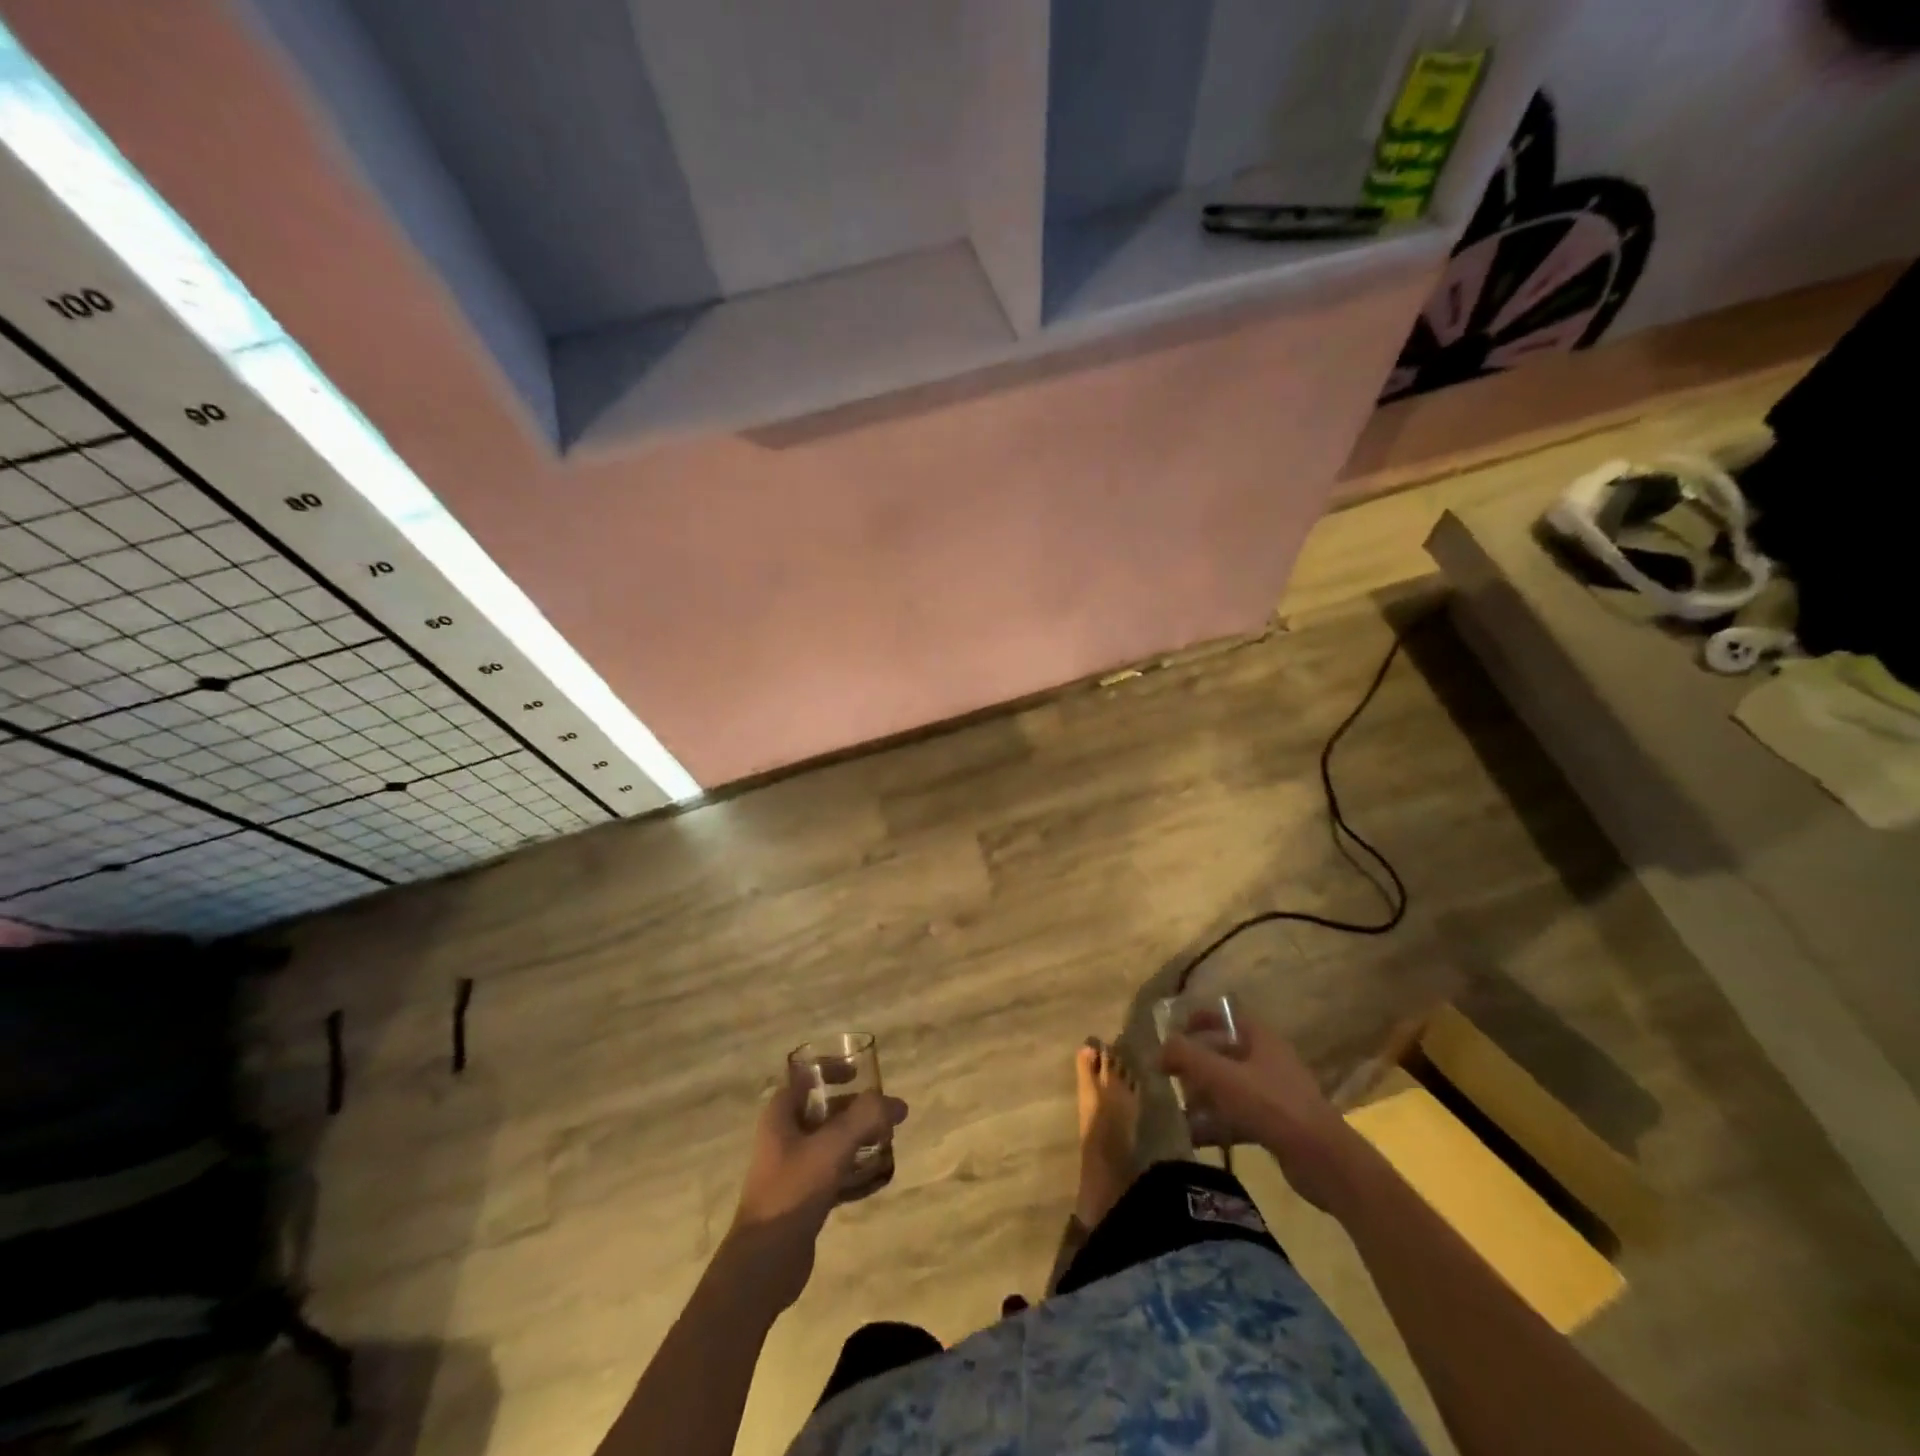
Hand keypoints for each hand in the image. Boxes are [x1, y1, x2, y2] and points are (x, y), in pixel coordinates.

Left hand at [721, 1080, 907, 1309]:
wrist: (764, 1264)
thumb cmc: (793, 1190)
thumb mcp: (833, 1146)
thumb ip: (866, 1118)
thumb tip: (897, 1104)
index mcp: (780, 1115)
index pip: (805, 1077)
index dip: (831, 1070)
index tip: (860, 1074)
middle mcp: (783, 1136)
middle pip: (823, 1110)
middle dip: (855, 1109)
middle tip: (884, 1114)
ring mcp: (791, 1169)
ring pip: (830, 1142)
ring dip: (857, 1140)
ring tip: (887, 1142)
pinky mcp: (802, 1198)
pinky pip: (832, 1173)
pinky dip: (854, 1171)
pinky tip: (878, 1178)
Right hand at [1161, 1016, 1363, 1213]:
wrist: (1324, 1161)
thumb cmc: (1271, 1105)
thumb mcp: (1221, 1076)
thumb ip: (1185, 1056)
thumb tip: (1159, 1049)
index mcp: (1261, 1039)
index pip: (1226, 1017)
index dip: (1200, 1019)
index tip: (1175, 1030)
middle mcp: (1269, 1061)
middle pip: (1225, 1053)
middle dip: (1196, 1064)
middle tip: (1170, 1075)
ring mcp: (1275, 1095)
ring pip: (1230, 1087)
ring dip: (1204, 1096)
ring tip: (1177, 1109)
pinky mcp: (1277, 1126)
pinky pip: (1239, 1117)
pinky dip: (1217, 1123)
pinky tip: (1194, 1137)